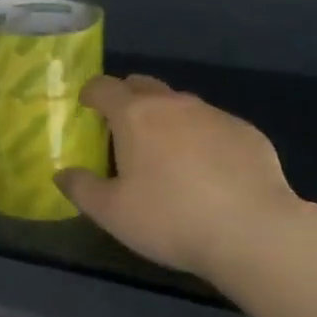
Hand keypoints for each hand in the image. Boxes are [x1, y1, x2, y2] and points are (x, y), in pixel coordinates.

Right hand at [55, 74, 301, 281]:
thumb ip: (82, 189)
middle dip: (128, 98)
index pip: (104, 87)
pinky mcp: (247, 132)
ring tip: (168, 153)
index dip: (91, 93)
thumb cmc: (171, 219)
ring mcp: (214, 114)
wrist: (254, 231)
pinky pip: (215, 126)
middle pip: (143, 85)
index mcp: (135, 115)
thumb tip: (62, 174)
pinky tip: (211, 172)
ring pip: (181, 105)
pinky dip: (204, 139)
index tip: (86, 106)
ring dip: (168, 119)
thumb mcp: (113, 213)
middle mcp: (173, 104)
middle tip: (123, 127)